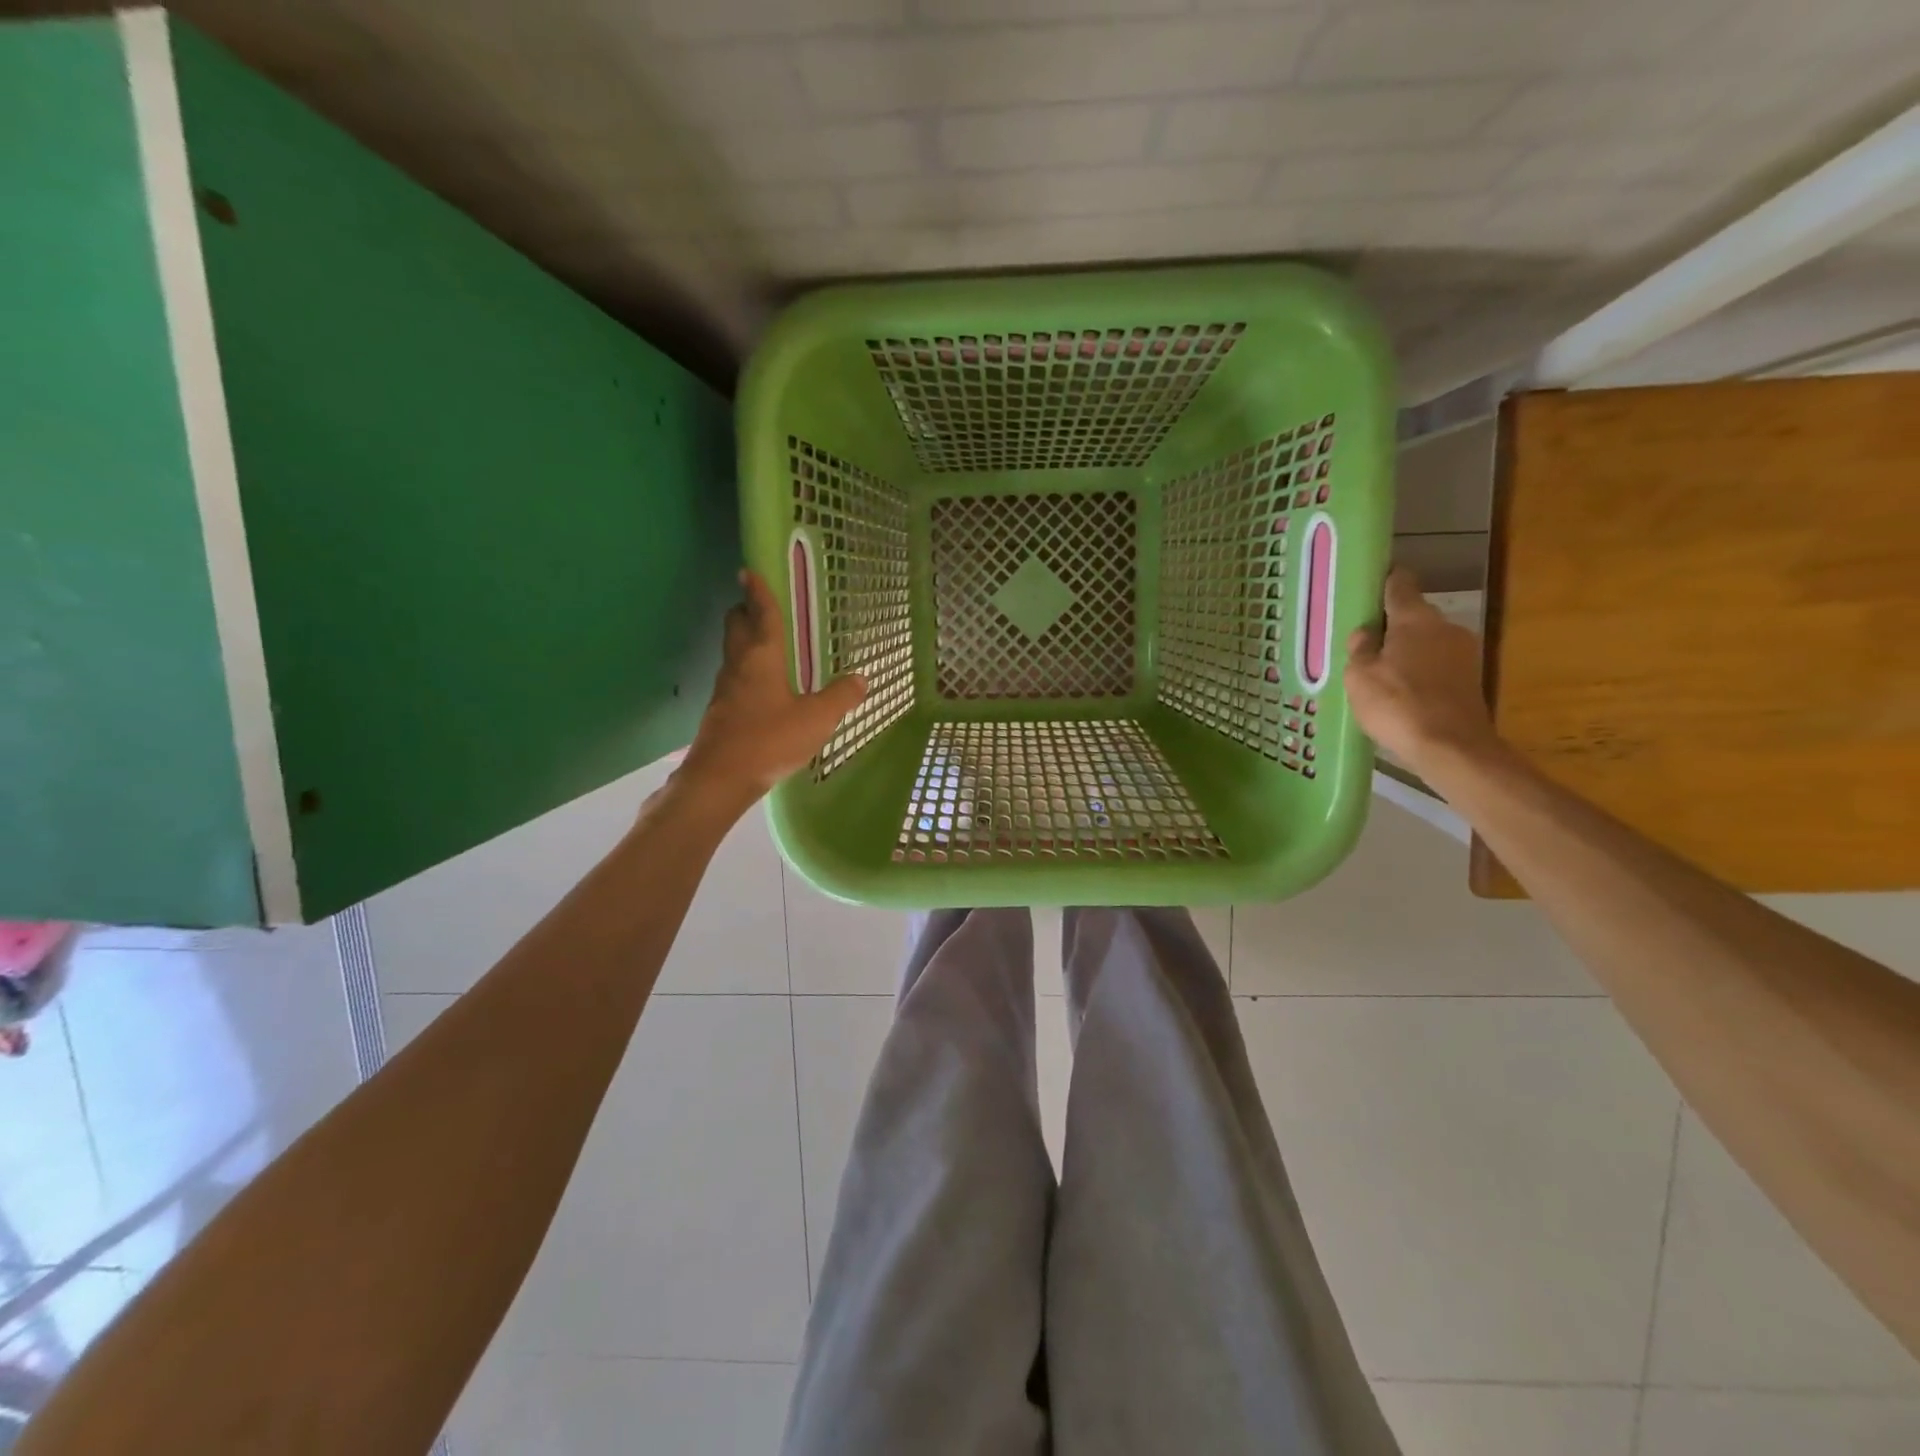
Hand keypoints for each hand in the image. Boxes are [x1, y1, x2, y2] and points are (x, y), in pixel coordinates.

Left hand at [677, 570, 866, 808]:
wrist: (720, 778)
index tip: (749, 571)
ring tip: (764, 645)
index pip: (761, 614)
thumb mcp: (816, 719)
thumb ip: (840, 697)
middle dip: (744, 611)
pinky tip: (760, 689)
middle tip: (757, 606)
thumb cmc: (769, 740)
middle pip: (736, 627)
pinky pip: (733, 679)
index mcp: (762, 658)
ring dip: (744, 641)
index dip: (758, 592)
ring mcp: (725, 690)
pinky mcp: (720, 712)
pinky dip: (745, 671)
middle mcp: (739, 666)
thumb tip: (861, 679)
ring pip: (732, 653)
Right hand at [1345, 567, 1500, 773]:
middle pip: (1413, 616)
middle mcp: (1445, 627)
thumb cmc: (1398, 705)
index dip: (1383, 581)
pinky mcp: (1470, 680)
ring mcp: (1463, 654)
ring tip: (1378, 673)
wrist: (1451, 748)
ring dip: (1405, 652)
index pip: (1400, 584)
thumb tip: (1366, 633)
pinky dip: (1419, 673)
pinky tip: (1400, 694)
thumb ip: (1360, 649)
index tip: (1367, 585)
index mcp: (1415, 619)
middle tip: (1362, 643)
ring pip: (1426, 642)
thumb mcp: (1359, 676)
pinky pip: (1436, 666)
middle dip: (1389, 626)